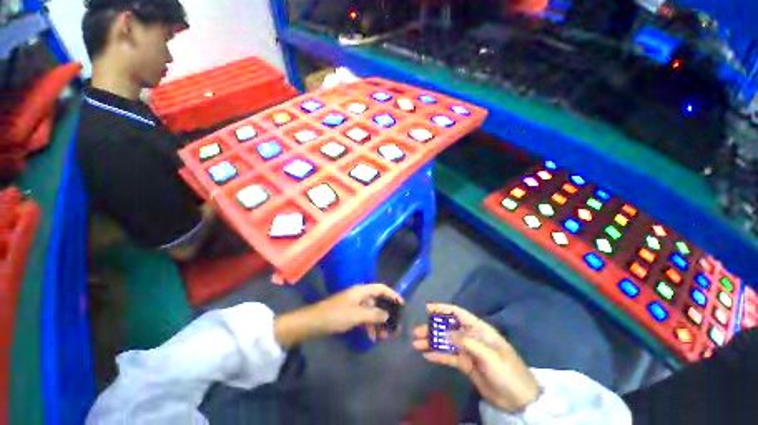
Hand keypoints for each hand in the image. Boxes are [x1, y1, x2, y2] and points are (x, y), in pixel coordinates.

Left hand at [275, 284, 402, 348]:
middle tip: (394, 326)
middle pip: (377, 301)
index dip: (392, 294)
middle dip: (386, 312)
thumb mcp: (357, 315)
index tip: (402, 305)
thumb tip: (387, 315)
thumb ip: (374, 315)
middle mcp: (359, 295)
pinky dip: (369, 326)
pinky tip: (371, 337)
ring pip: (371, 311)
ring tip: (385, 336)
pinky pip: (363, 318)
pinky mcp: (349, 313)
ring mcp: (354, 304)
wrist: (313, 322)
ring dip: (378, 322)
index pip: (381, 288)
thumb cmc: (336, 315)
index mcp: (362, 291)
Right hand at [412, 304, 539, 412]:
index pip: (458, 313)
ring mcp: (468, 351)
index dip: (442, 309)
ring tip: (416, 344)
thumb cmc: (508, 373)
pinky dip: (438, 355)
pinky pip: (449, 357)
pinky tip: (427, 355)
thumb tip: (444, 333)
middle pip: (448, 328)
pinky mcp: (466, 365)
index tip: (426, 308)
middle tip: (416, 332)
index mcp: (479, 329)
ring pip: (446, 343)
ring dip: (432, 342)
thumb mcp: (489, 356)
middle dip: (432, 328)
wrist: (519, 401)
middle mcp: (471, 337)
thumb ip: (466, 342)